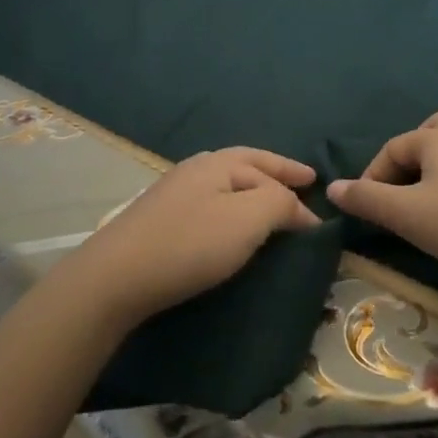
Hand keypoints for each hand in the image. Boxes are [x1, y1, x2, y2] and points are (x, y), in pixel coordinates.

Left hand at [56, 148, 319, 327]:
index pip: (266, 167)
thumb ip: (278, 204)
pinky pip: (210, 202)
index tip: (319, 210)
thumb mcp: (245, 220)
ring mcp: (174, 192)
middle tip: (303, 181)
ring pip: (224, 182)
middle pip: (243, 164)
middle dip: (274, 172)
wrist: (118, 274)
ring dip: (252, 189)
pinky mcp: (161, 219)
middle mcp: (195, 169)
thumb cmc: (189, 243)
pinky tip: (231, 224)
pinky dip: (231, 207)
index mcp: (217, 163)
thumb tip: (297, 206)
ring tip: (271, 203)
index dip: (295, 186)